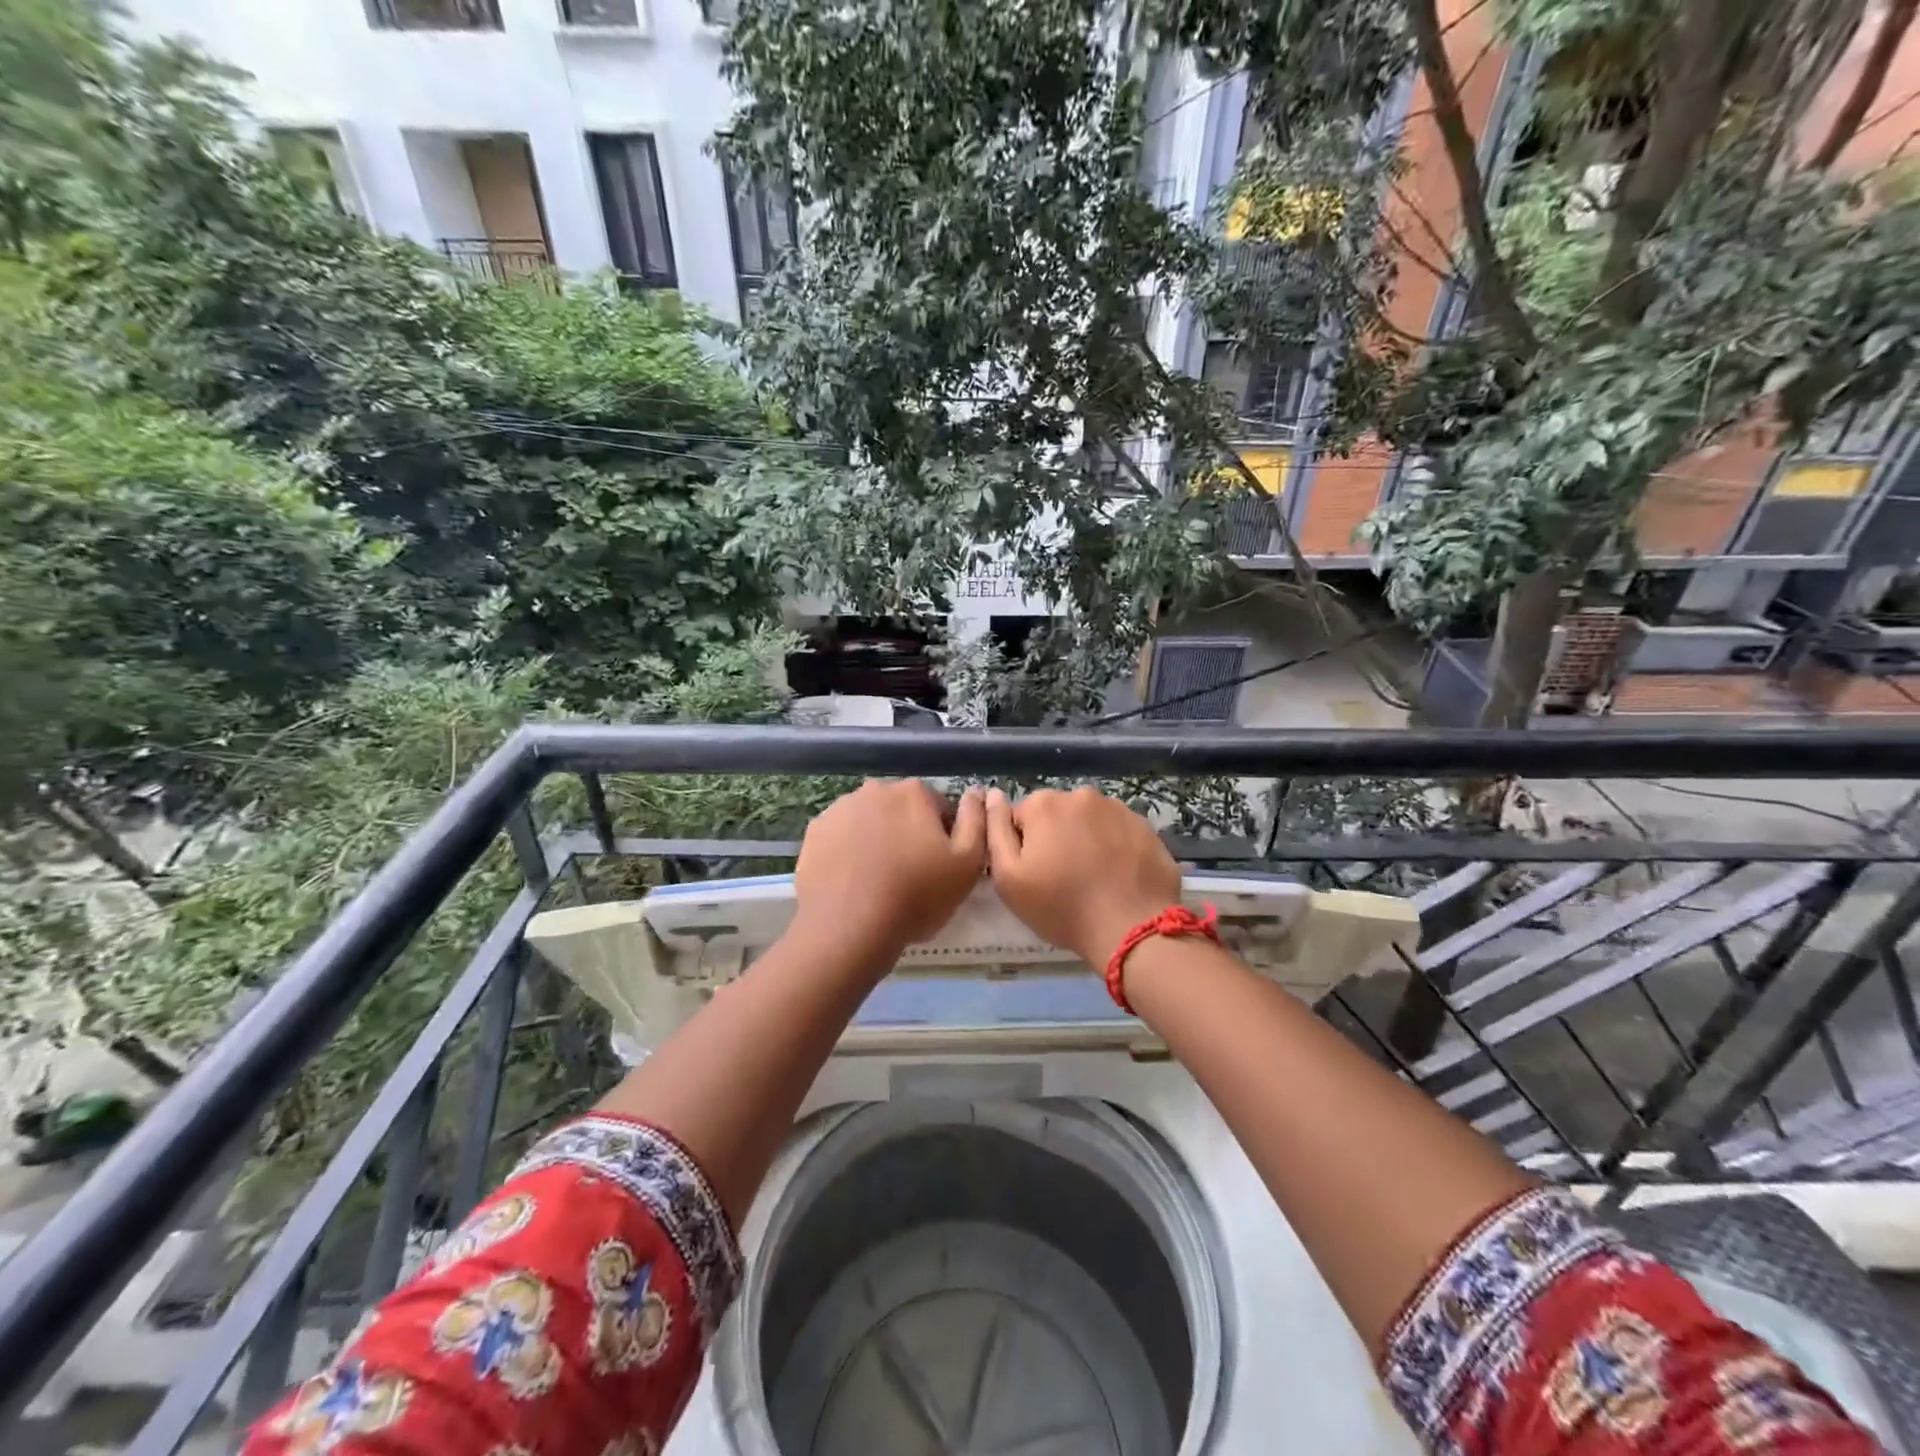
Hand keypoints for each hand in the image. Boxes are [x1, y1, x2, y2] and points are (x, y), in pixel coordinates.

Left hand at [793, 780, 985, 961]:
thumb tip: (976, 793)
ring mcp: (839, 809)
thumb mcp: (968, 864)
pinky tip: (852, 882)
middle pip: (902, 812)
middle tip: (911, 877)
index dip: (944, 839)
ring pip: (869, 822)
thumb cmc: (916, 896)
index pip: (940, 809)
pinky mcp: (814, 832)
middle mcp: (875, 790)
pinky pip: (841, 838)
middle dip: (908, 835)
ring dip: (877, 841)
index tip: (940, 868)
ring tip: (878, 882)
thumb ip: (977, 821)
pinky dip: (849, 852)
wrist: (848, 927)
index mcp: (914, 792)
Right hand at [984, 786, 1181, 965]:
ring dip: (1086, 840)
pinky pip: (1119, 832)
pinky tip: (1117, 876)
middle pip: (1057, 815)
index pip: (1021, 818)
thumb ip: (994, 831)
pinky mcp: (1145, 826)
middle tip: (1063, 878)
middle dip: (1056, 838)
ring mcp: (1118, 808)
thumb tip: (992, 796)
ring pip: (1089, 821)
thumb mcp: (1008, 877)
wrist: (1130, 927)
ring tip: (1093, 878)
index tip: (1034, 873)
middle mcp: (1081, 795)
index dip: (1023, 846)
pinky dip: (1114, 847)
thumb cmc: (1061, 906)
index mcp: (1044, 804)